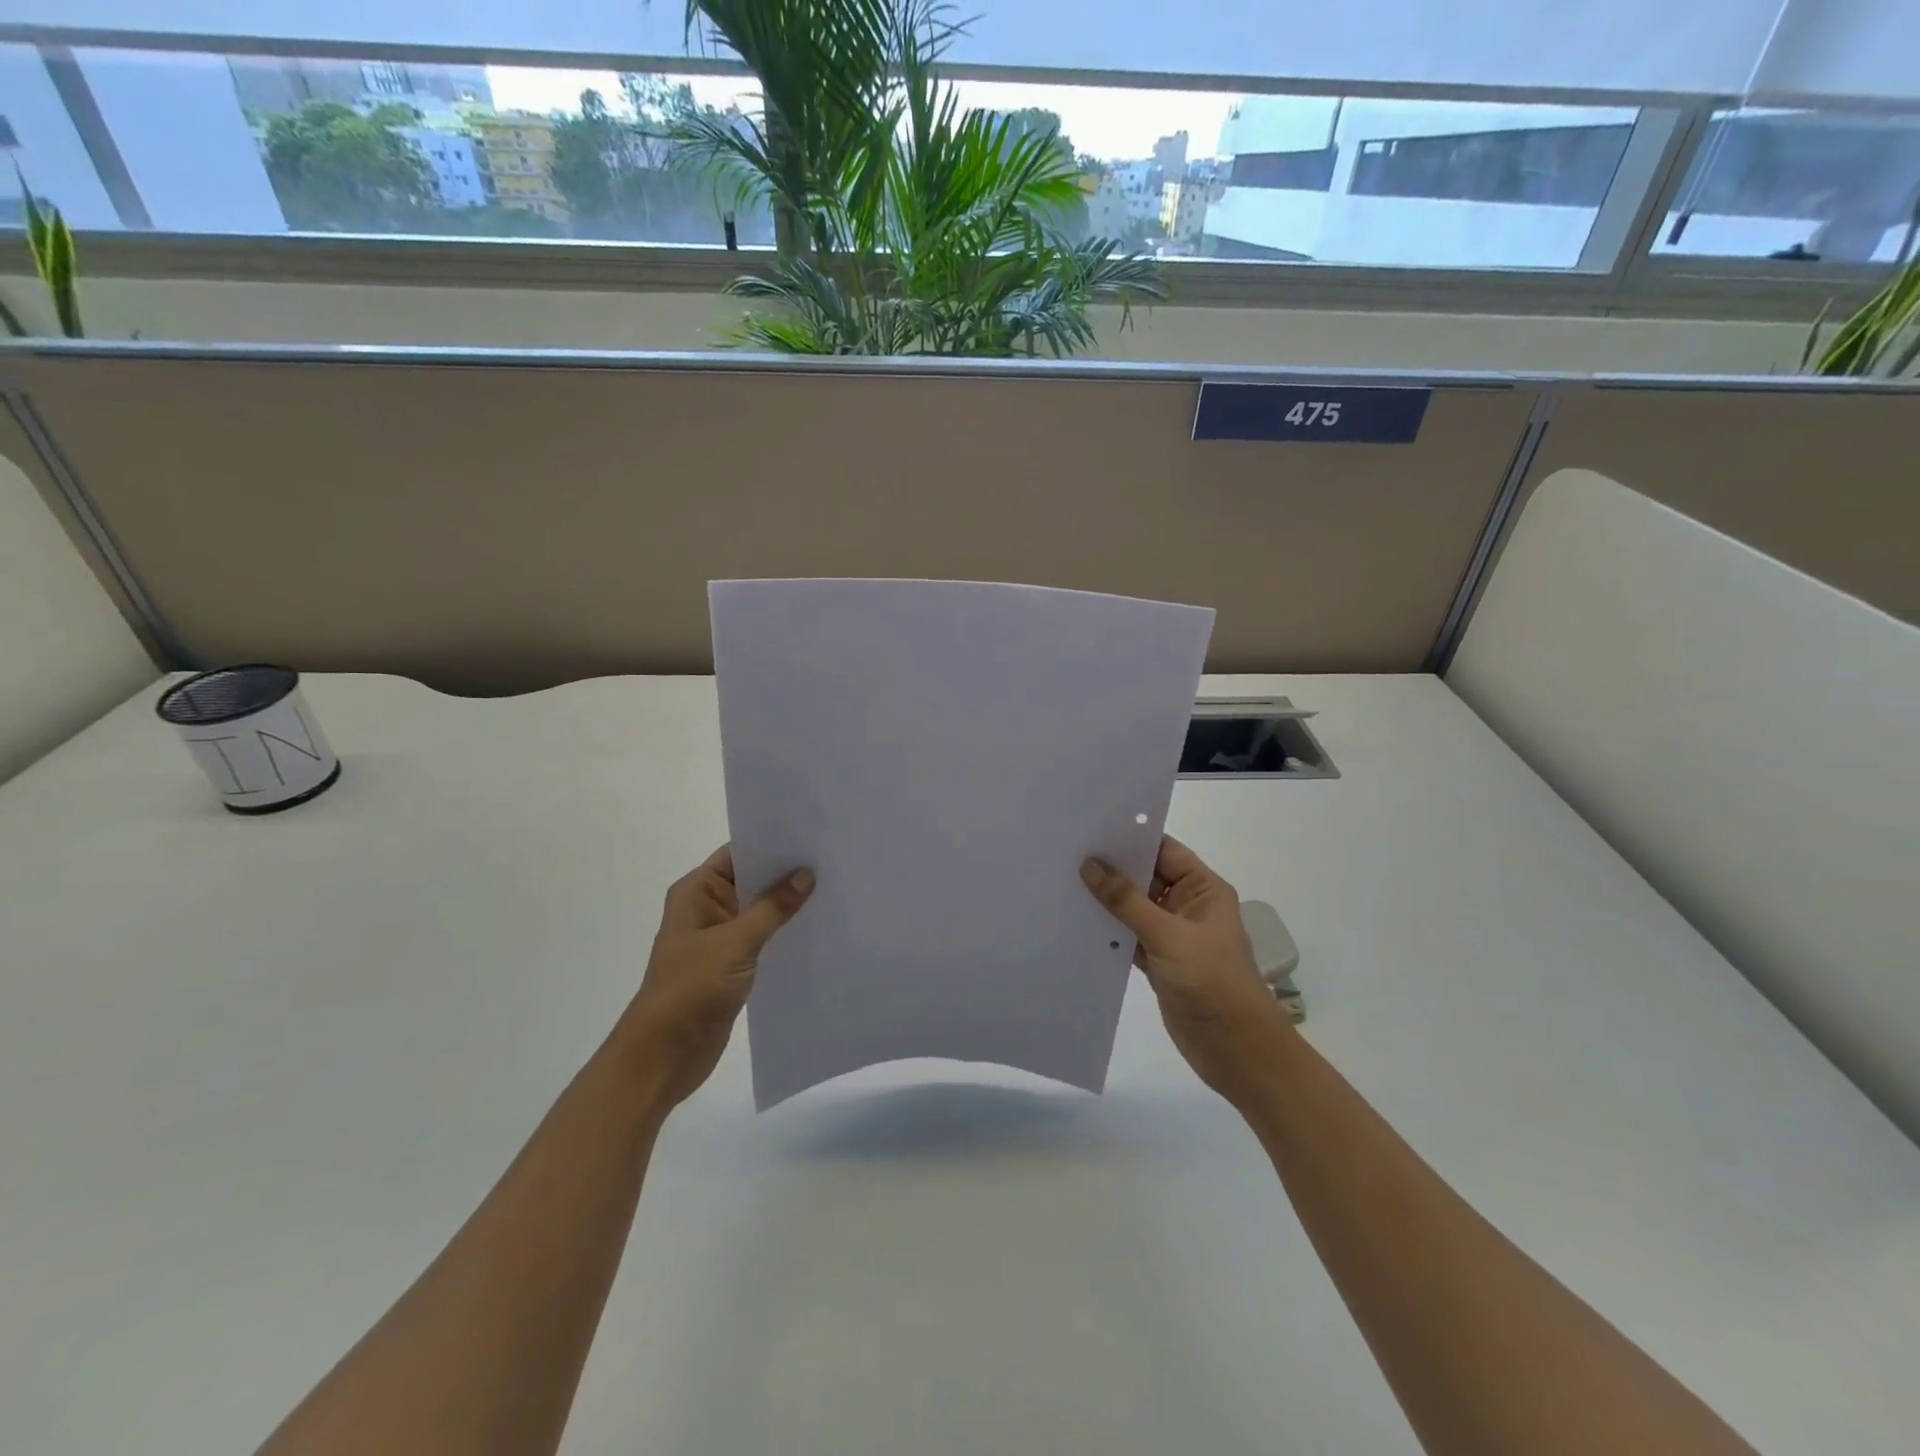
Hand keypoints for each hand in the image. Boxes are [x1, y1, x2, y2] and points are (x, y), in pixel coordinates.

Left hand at [619, 846, 813, 1105]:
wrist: (663, 1056)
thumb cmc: (690, 989)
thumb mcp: (734, 943)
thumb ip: (772, 908)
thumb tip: (806, 874)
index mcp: (697, 892)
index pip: (738, 854)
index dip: (773, 843)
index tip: (813, 834)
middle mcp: (708, 908)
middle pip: (753, 879)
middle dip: (788, 872)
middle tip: (833, 859)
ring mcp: (720, 938)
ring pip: (761, 910)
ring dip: (790, 904)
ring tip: (834, 889)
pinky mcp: (733, 965)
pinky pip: (764, 938)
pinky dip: (786, 932)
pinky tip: (818, 928)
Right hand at [1081, 836, 1290, 1101]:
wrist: (1236, 1049)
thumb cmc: (1211, 981)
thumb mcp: (1168, 935)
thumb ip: (1126, 900)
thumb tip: (1090, 864)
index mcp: (1203, 889)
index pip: (1164, 850)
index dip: (1131, 838)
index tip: (1091, 827)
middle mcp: (1188, 905)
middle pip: (1146, 876)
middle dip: (1113, 867)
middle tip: (1068, 851)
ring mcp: (1173, 934)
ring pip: (1134, 907)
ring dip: (1107, 899)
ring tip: (1064, 880)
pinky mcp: (1159, 961)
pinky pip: (1129, 935)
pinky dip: (1108, 930)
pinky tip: (1078, 921)